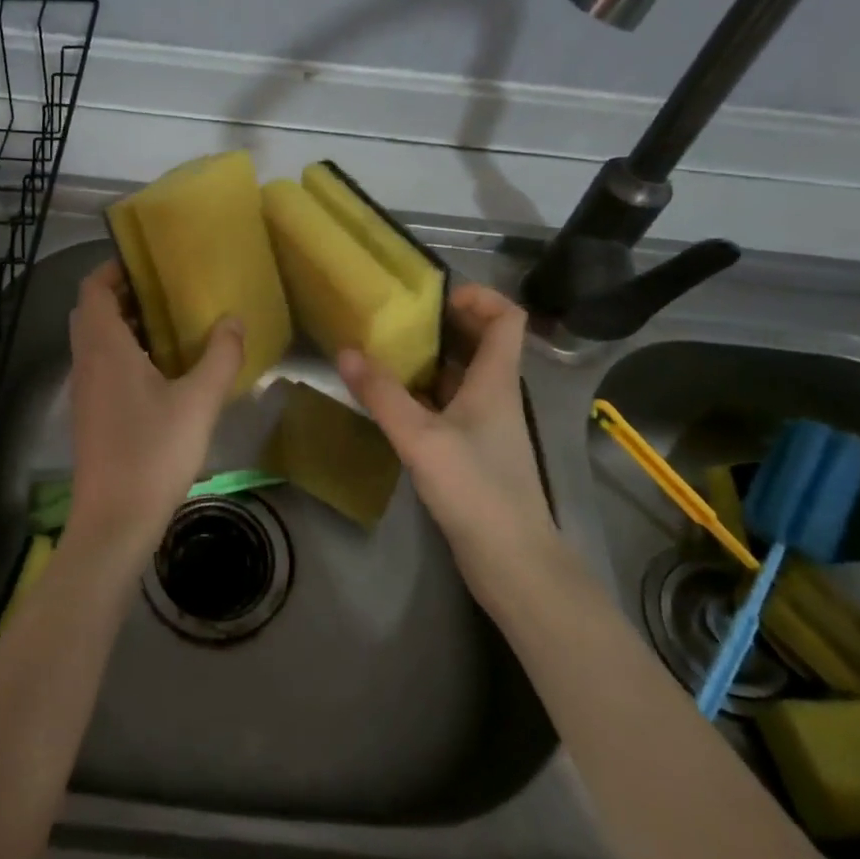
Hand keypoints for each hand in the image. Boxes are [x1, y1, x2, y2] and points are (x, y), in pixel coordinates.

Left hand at [65, 259, 245, 561]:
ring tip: (170, 326)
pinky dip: (123, 354)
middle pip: (92, 312)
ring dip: (124, 326)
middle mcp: (86, 362)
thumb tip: (233, 320)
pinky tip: (161, 372)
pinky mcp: (90, 415)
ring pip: (95, 341)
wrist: (114, 523)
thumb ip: (220, 356)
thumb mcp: (198, 402)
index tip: (148, 263)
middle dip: (123, 295)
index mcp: (104, 347)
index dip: (114, 269)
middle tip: (165, 292)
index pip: (92, 289)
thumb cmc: (153, 453)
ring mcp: (84, 391)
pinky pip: (100, 366)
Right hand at [338, 282, 555, 611]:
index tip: (436, 295)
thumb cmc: (476, 490)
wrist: (513, 563)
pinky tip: (390, 401)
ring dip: (427, 360)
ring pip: (459, 375)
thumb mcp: (421, 438)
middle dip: (441, 324)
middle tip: (394, 319)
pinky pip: (448, 406)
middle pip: (479, 342)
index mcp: (496, 380)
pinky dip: (422, 394)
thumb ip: (382, 394)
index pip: (508, 318)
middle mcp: (495, 395)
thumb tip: (345, 351)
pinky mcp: (473, 452)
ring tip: (383, 352)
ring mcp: (486, 425)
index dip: (480, 296)